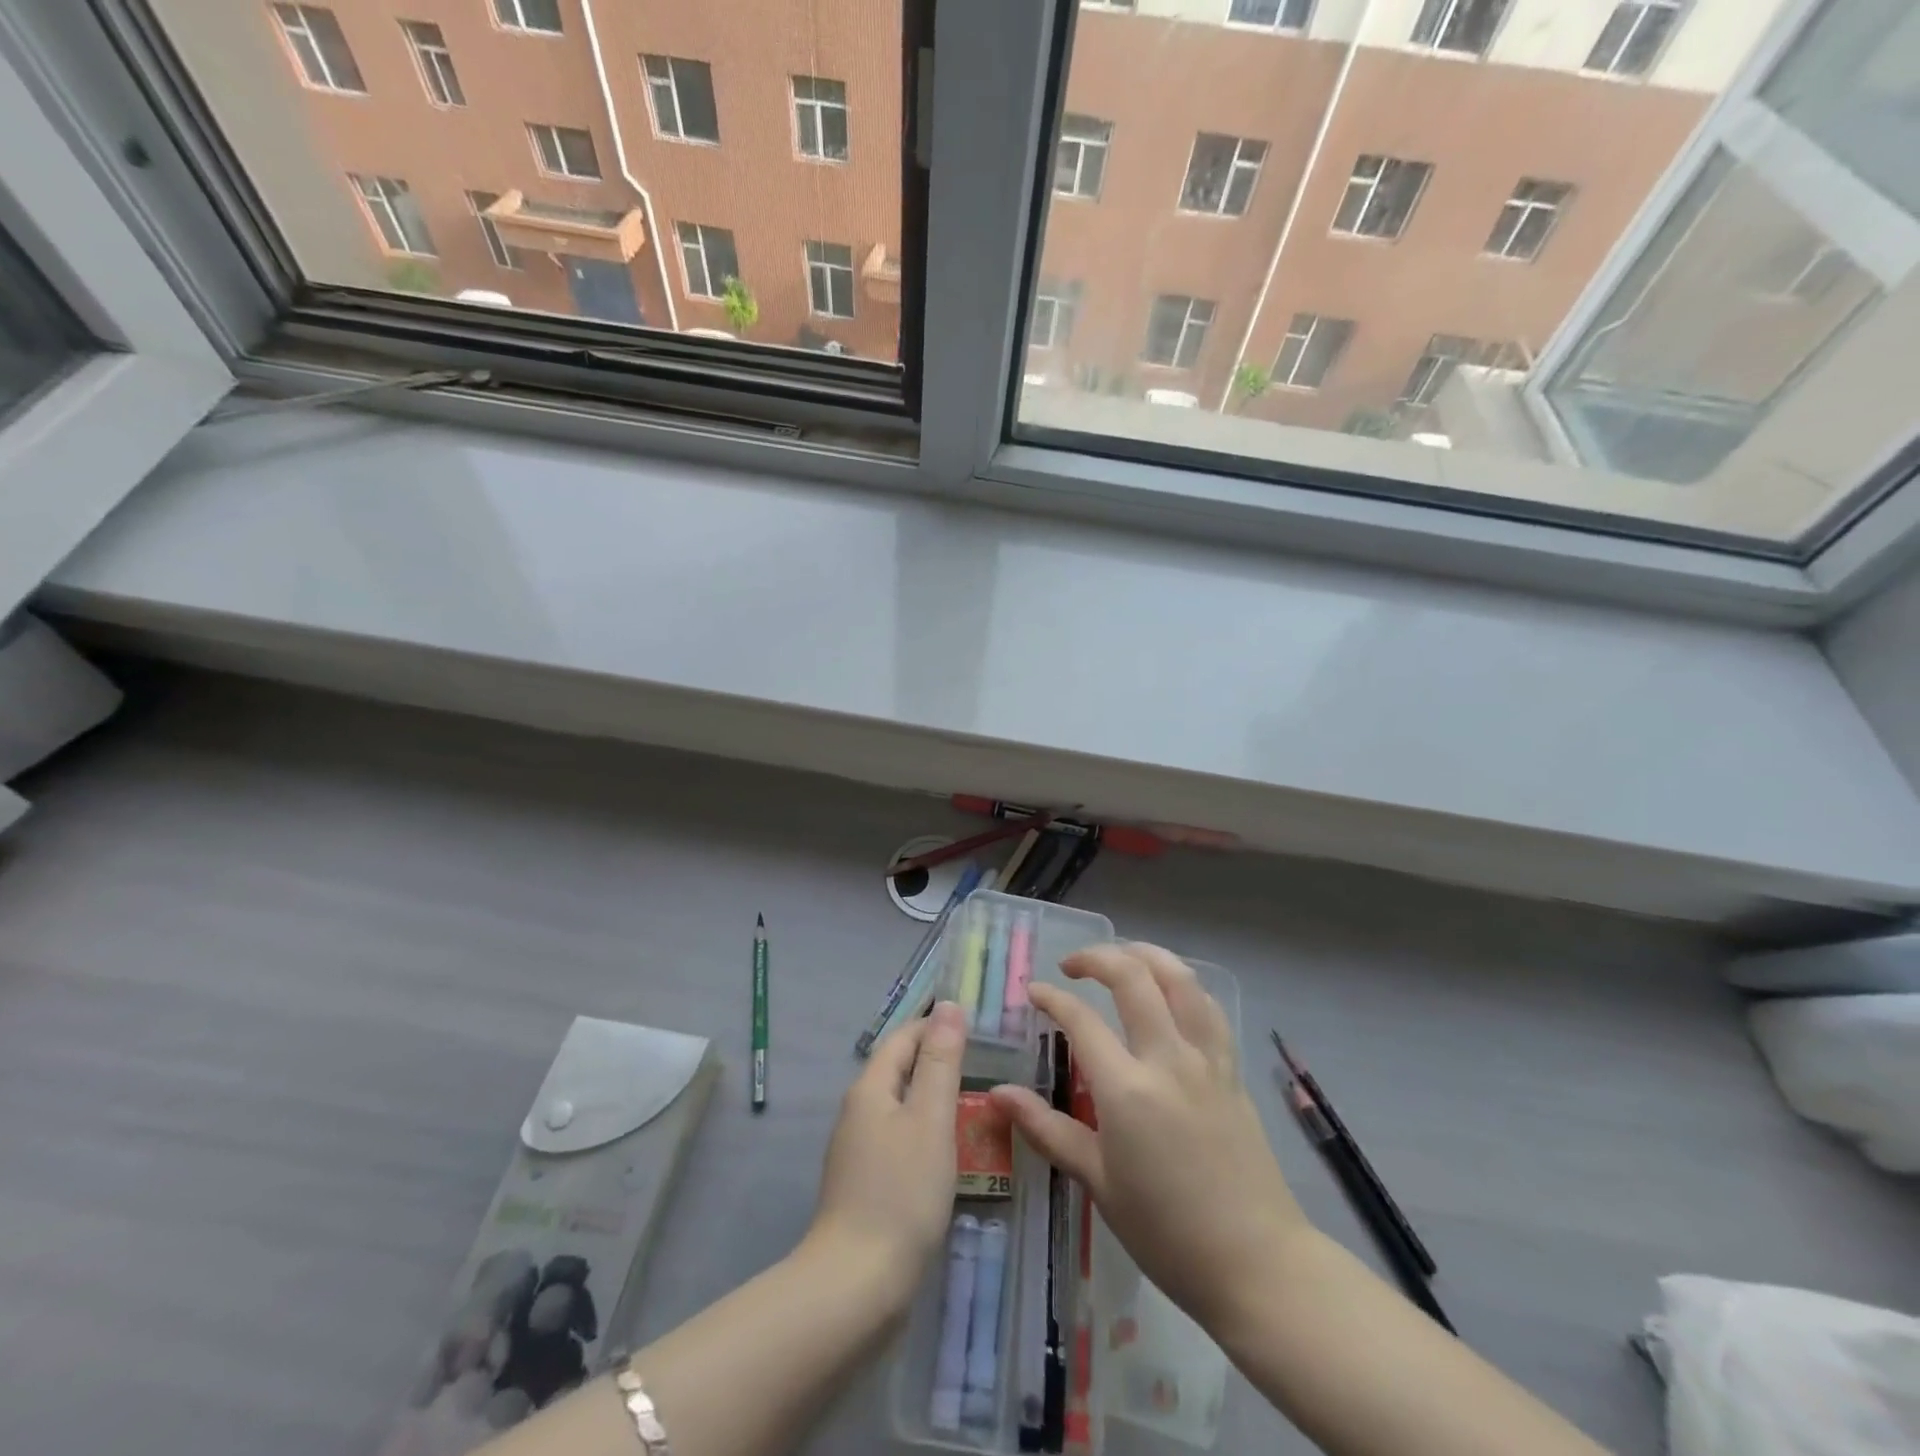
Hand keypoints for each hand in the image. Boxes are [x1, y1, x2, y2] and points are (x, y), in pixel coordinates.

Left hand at [804, 1000, 967, 1307]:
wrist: (856, 1286)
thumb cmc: (901, 1193)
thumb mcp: (931, 1119)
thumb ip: (941, 1062)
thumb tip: (948, 1006)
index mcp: (870, 1088)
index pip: (904, 1038)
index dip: (936, 1026)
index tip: (977, 1026)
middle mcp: (858, 1111)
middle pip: (899, 1069)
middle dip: (937, 1060)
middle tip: (986, 1063)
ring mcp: (857, 1150)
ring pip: (899, 1106)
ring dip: (932, 1097)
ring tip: (976, 1103)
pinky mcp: (864, 1184)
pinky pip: (898, 1139)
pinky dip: (924, 1131)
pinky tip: (948, 1151)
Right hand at [988, 944, 1306, 1332]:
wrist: (1258, 1264)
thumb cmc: (1167, 1232)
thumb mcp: (1098, 1183)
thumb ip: (1047, 1129)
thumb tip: (999, 1095)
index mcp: (1128, 1090)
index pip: (1081, 1020)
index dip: (1052, 998)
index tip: (1034, 992)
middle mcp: (1168, 1059)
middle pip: (1133, 977)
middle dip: (1096, 957)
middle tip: (1071, 966)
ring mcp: (1206, 1060)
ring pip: (1180, 978)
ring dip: (1146, 955)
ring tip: (1121, 957)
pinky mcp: (1232, 1070)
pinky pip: (1208, 1007)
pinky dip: (1183, 984)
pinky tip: (1170, 991)